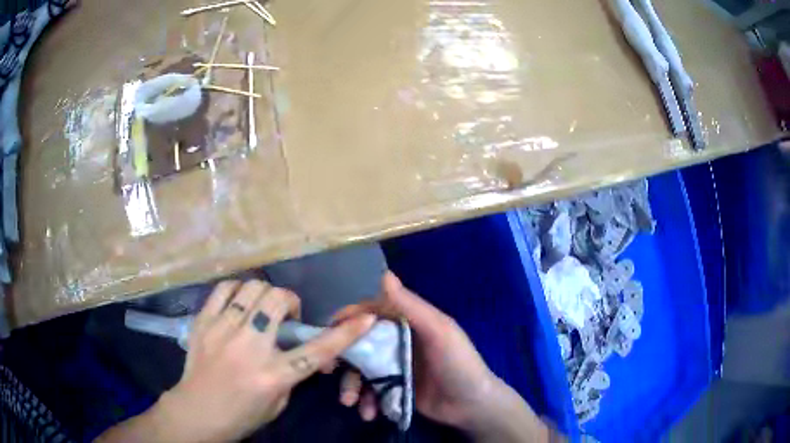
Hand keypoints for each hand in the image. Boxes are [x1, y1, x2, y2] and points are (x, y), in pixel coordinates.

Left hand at [99, 280, 374, 442]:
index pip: (317, 350)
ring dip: (265, 294)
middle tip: (288, 314)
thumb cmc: (241, 415)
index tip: (366, 319)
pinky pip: (223, 290)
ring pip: (251, 289)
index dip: (345, 334)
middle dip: (290, 301)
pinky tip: (240, 302)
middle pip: (277, 302)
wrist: (196, 412)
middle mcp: (248, 348)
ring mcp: (222, 330)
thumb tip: (303, 351)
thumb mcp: (277, 402)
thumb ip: (292, 374)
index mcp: (272, 375)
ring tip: (262, 307)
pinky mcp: (203, 322)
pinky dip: (238, 290)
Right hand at [333, 273, 532, 432]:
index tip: (326, 332)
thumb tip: (384, 274)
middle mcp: (396, 343)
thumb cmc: (458, 364)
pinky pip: (370, 391)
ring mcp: (393, 368)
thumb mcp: (438, 332)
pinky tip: (369, 413)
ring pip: (361, 371)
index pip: (370, 314)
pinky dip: (366, 401)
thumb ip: (411, 306)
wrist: (472, 406)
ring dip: (351, 385)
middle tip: (326, 371)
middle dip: (342, 358)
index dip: (347, 321)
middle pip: (359, 344)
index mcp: (406, 323)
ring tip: (351, 402)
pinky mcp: (393, 389)